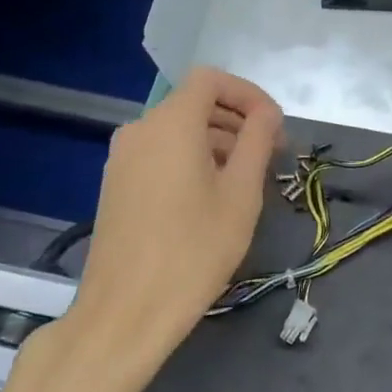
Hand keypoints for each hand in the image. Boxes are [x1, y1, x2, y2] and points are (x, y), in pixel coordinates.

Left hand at [62, 67, 281, 364]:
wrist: (126, 312)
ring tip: (247, 179)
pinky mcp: (116, 184)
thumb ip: (258, 140)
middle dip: (237, 120)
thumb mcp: (241, 193)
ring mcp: (122, 158)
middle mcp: (140, 130)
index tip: (274, 126)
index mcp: (170, 124)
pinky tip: (212, 196)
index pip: (210, 80)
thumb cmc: (194, 249)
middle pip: (194, 104)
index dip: (247, 94)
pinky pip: (161, 153)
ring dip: (218, 142)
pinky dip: (192, 159)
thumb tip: (267, 113)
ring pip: (178, 130)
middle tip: (271, 155)